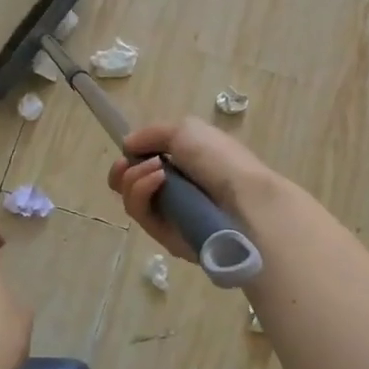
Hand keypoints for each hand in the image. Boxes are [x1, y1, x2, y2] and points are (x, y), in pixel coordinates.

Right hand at [107, 118, 274, 262]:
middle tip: (126, 164)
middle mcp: (175, 189)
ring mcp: (170, 215)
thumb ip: (152, 134)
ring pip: (132, 199)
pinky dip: (143, 193)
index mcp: (184, 164)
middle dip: (122, 171)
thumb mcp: (187, 130)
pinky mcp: (165, 237)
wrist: (245, 201)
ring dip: (135, 179)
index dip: (131, 156)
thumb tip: (127, 145)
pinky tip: (158, 180)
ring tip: (156, 170)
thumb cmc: (220, 160)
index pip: (145, 163)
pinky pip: (142, 215)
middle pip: (130, 184)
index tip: (126, 150)